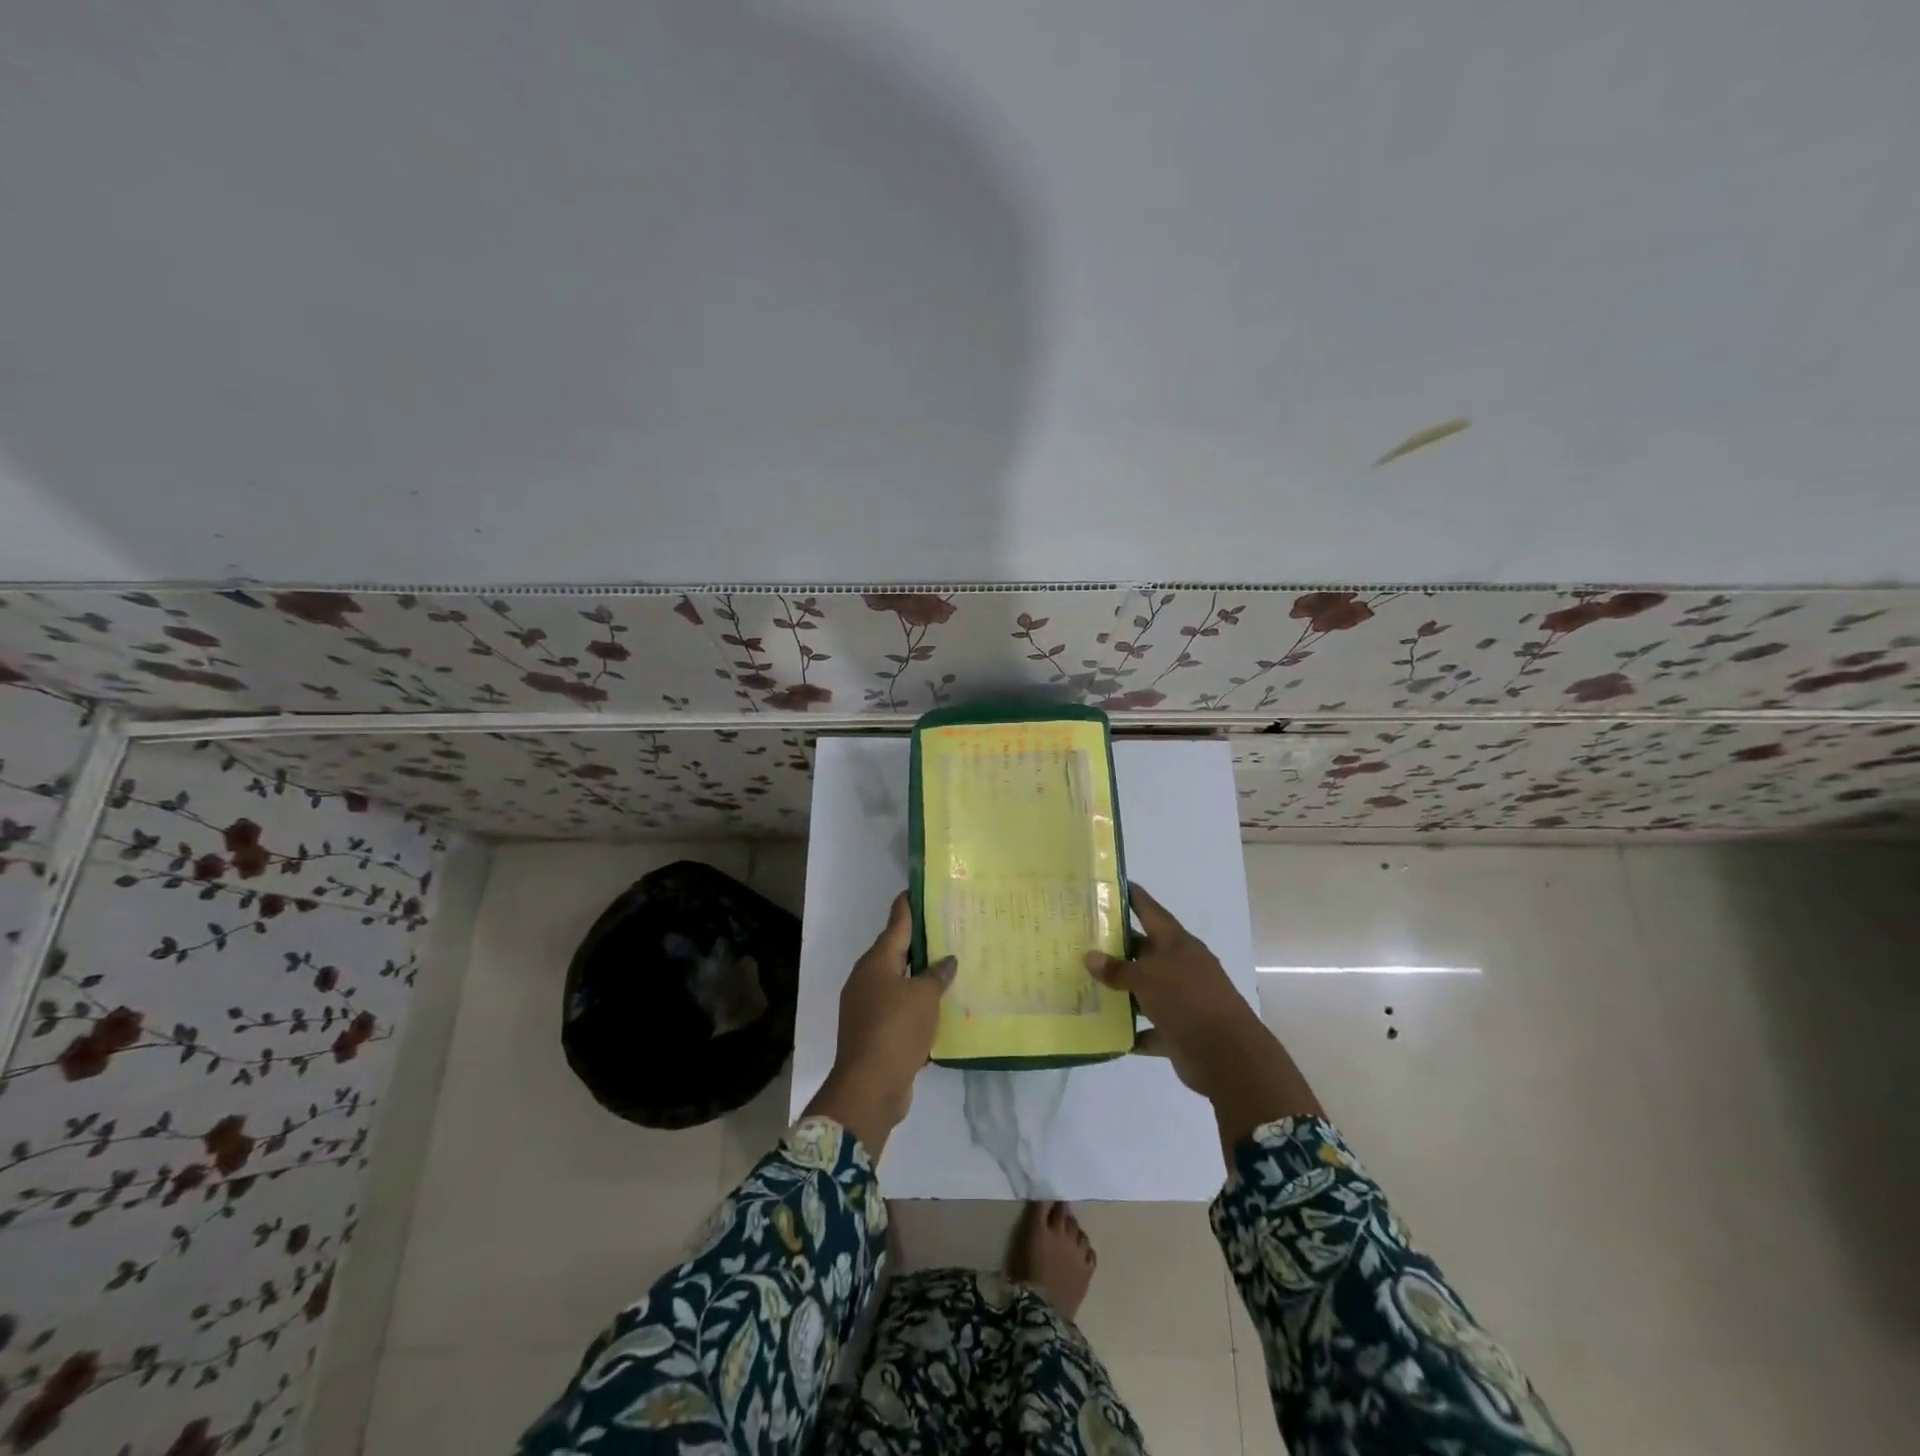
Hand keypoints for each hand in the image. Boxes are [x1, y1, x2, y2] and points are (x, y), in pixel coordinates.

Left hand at [805, 893, 954, 1157]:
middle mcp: (867, 978)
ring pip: (897, 982)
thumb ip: (936, 975)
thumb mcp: (924, 997)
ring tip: (947, 967)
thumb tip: (946, 960)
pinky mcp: (873, 1031)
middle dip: (918, 942)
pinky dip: (915, 1004)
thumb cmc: (897, 1029)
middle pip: (895, 952)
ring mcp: (866, 1006)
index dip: (907, 906)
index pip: (896, 924)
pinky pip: (898, 1008)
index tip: (917, 889)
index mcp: (876, 962)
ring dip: (918, 976)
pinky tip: (937, 1007)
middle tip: (945, 928)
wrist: (869, 1086)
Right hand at [1086, 885, 1321, 1146]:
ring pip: (1144, 989)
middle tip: (1081, 939)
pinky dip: (1130, 1031)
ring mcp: (1180, 999)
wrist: (1227, 1056)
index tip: (1108, 884)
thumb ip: (1118, 969)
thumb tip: (1090, 957)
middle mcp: (1179, 966)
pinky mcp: (1178, 1031)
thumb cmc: (1187, 1001)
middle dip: (1115, 946)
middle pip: (1143, 950)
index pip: (1149, 910)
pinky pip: (1148, 1028)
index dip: (1131, 896)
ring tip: (1084, 983)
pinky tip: (1105, 1031)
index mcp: (1176, 943)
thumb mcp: (1147, 978)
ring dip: (1119, 989)